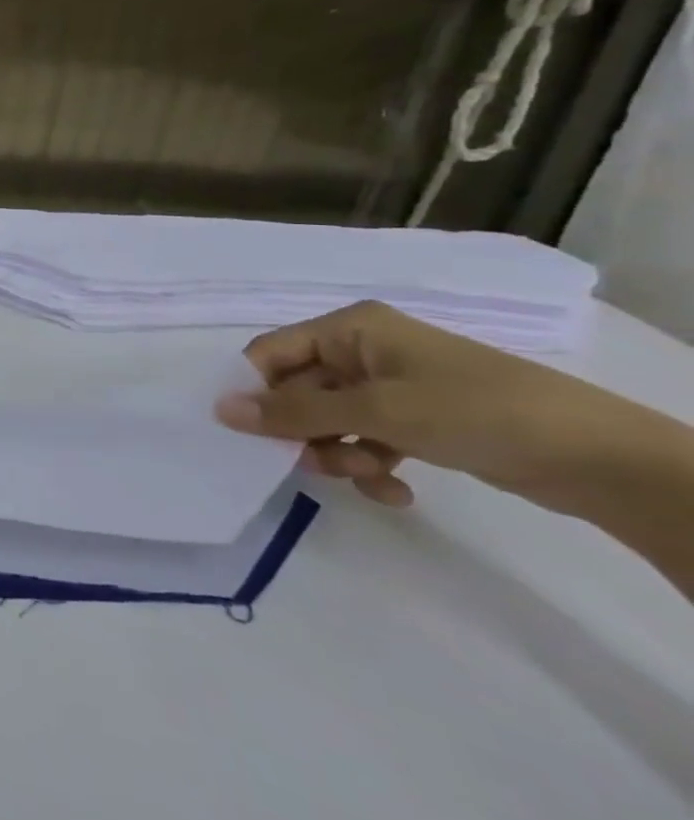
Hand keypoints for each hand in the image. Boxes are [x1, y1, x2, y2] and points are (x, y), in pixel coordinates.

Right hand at [213, 300, 658, 509]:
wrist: (599, 457)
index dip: (255, 390)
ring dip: (340, 454)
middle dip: (307, 433)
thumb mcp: (377, 411)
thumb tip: (221, 410)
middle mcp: (363, 351)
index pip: (271, 353)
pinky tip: (396, 491)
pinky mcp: (418, 421)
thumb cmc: (474, 411)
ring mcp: (392, 387)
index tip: (249, 435)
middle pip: (300, 391)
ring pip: (331, 421)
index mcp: (349, 329)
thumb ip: (295, 412)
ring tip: (371, 477)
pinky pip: (367, 440)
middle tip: (318, 465)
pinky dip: (371, 466)